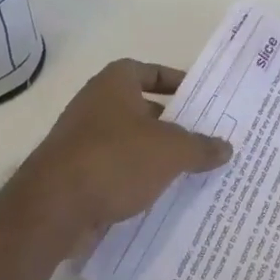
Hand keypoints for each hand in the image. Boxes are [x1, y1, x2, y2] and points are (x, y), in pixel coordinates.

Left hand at [0, 60, 233, 245]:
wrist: (53, 208)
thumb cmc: (115, 160)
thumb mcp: (171, 151)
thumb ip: (200, 146)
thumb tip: (225, 147)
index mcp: (113, 85)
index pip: (147, 71)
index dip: (173, 80)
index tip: (198, 98)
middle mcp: (93, 106)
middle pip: (140, 108)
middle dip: (170, 122)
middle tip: (202, 137)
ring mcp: (81, 142)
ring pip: (128, 142)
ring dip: (154, 154)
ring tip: (189, 169)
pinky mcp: (75, 176)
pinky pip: (115, 171)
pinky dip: (136, 180)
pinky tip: (161, 195)